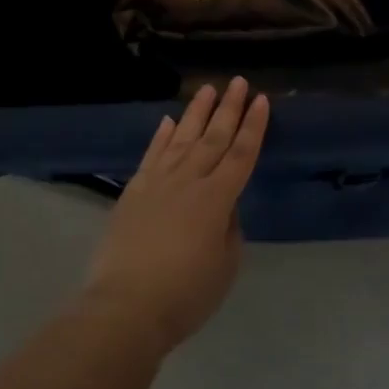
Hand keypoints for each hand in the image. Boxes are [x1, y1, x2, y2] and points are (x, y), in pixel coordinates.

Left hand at [86, 77, 269, 351]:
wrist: (126, 306)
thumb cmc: (186, 294)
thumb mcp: (226, 265)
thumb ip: (229, 229)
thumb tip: (223, 207)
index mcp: (217, 199)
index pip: (242, 154)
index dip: (254, 127)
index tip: (262, 100)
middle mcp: (188, 181)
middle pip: (213, 138)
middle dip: (229, 108)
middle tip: (238, 82)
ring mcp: (157, 183)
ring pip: (181, 139)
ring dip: (196, 113)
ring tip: (207, 89)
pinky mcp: (133, 192)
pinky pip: (151, 156)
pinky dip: (160, 136)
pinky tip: (167, 121)